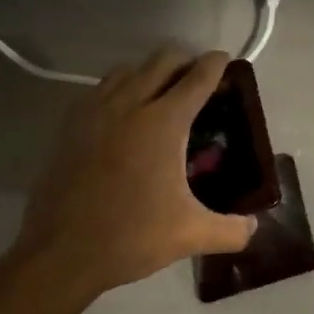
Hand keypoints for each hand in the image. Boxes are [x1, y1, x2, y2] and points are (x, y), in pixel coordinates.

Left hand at [16, 47, 256, 301]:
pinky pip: (100, 89)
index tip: (225, 60)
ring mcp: (96, 111)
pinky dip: (118, 88)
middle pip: (163, 60)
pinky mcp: (71, 126)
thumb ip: (231, 230)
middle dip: (185, 60)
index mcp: (164, 122)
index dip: (216, 64)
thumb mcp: (191, 235)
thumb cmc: (131, 236)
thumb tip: (254, 227)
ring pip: (128, 69)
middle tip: (197, 76)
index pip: (198, 77)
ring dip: (149, 71)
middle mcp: (131, 105)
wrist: (60, 254)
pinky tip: (122, 113)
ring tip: (160, 90)